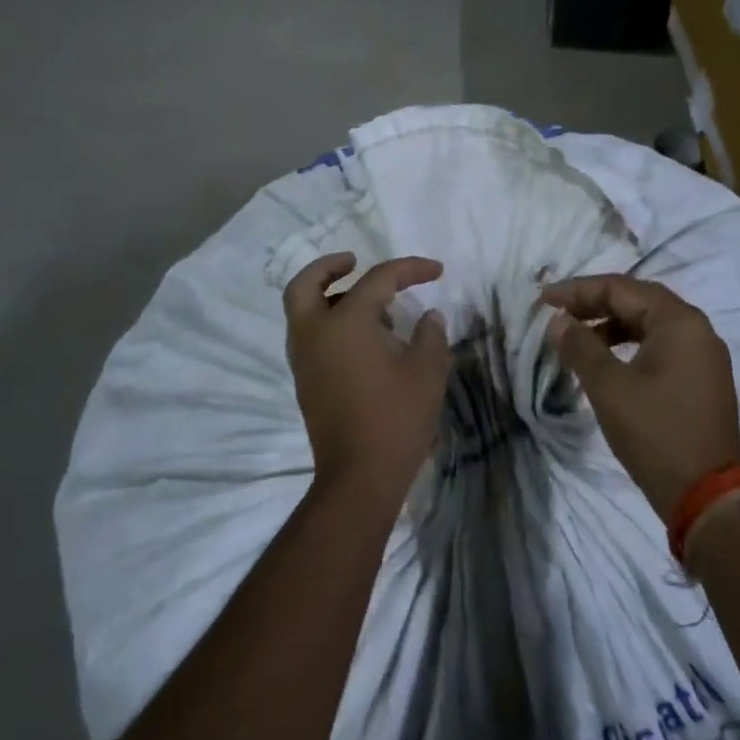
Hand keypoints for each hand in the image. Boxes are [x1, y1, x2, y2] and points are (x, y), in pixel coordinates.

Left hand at [283, 252, 451, 498]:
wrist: (359, 478)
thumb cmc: (396, 419)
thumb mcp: (427, 371)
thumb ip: (430, 334)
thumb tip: (428, 316)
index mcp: (346, 323)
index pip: (377, 279)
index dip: (410, 269)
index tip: (436, 270)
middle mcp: (315, 333)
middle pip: (306, 284)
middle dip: (328, 267)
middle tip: (354, 262)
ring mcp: (304, 359)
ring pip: (302, 310)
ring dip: (327, 295)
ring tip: (369, 304)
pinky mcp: (305, 381)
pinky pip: (308, 334)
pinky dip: (326, 320)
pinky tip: (362, 336)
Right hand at [541, 275, 739, 521]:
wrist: (709, 499)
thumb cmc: (656, 434)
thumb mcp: (609, 387)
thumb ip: (580, 346)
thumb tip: (558, 322)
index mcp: (679, 321)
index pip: (621, 288)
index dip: (578, 291)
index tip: (544, 300)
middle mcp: (697, 329)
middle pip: (638, 300)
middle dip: (594, 303)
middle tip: (558, 313)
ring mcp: (704, 355)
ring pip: (649, 323)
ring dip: (611, 325)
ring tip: (577, 338)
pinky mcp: (702, 379)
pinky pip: (661, 345)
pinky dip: (630, 344)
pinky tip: (606, 361)